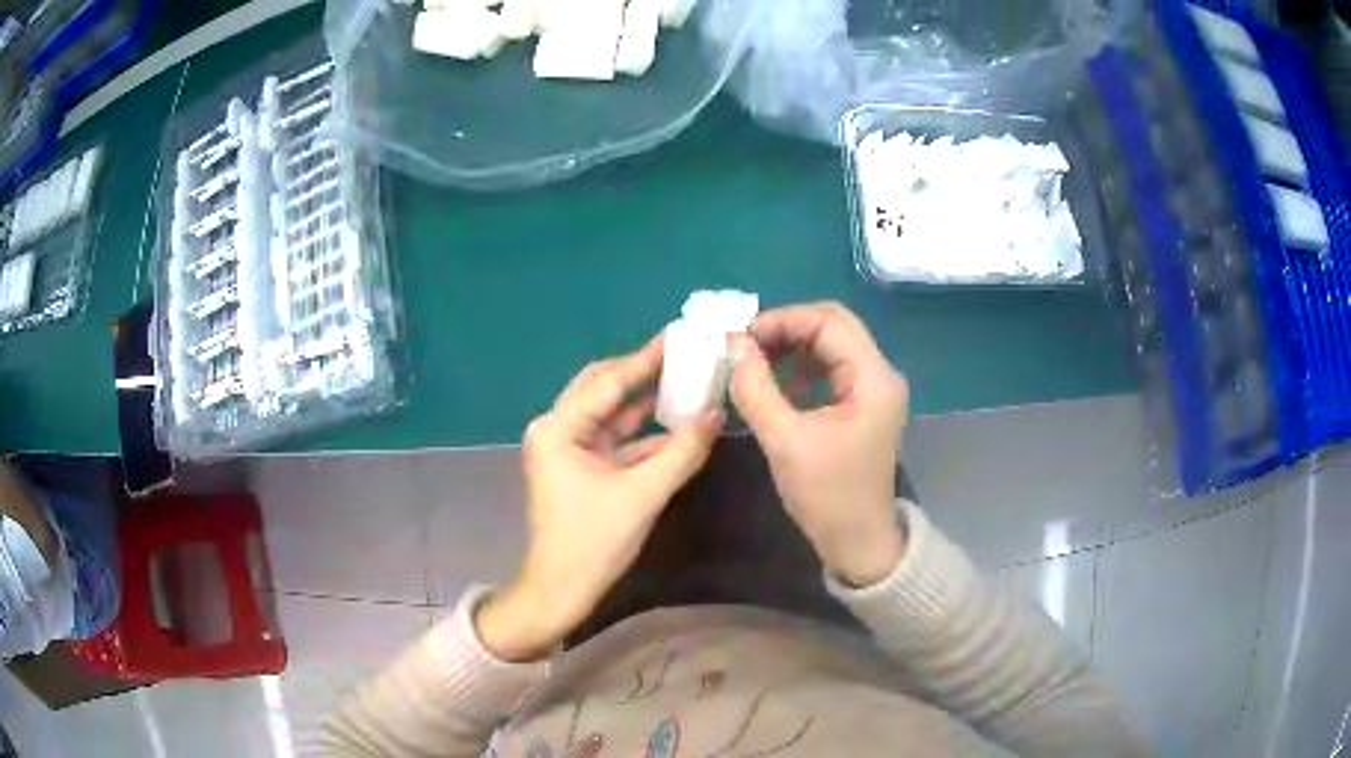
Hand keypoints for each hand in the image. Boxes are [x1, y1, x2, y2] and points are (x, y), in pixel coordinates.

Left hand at [478, 337, 723, 660]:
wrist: (560, 592)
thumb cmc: (593, 542)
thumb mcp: (642, 494)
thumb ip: (682, 452)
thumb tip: (716, 414)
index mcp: (558, 427)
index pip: (609, 381)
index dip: (647, 358)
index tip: (680, 333)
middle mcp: (558, 430)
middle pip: (605, 389)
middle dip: (645, 373)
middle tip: (686, 354)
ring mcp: (568, 450)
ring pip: (612, 415)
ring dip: (647, 403)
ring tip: (688, 380)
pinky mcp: (581, 470)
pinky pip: (616, 441)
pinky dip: (644, 435)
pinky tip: (678, 425)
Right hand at [730, 302, 908, 587]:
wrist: (858, 543)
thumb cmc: (827, 496)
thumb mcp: (785, 441)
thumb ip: (756, 388)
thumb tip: (733, 345)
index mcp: (873, 378)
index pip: (829, 321)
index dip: (782, 320)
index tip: (741, 339)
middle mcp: (880, 374)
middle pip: (832, 327)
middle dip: (785, 330)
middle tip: (744, 348)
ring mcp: (873, 391)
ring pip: (830, 347)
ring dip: (791, 349)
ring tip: (753, 364)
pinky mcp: (862, 407)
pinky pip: (829, 371)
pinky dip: (799, 370)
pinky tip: (774, 387)